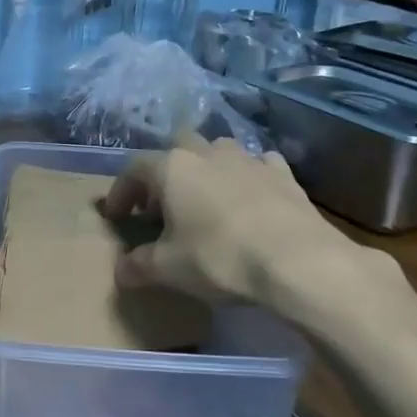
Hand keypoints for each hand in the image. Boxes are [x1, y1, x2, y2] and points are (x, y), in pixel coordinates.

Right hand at [103, 135, 386, 306]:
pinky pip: (257, 165)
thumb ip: (139, 265)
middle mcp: (207, 152)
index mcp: (172, 168)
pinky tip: (250, 198)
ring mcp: (248, 159)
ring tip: (205, 201)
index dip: (121, 192)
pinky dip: (247, 177)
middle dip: (165, 171)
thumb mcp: (168, 269)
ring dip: (206, 169)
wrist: (298, 260)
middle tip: (162, 205)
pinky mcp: (283, 173)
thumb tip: (121, 269)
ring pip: (218, 151)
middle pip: (177, 147)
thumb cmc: (220, 258)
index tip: (117, 217)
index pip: (134, 169)